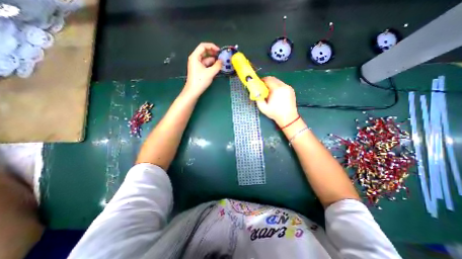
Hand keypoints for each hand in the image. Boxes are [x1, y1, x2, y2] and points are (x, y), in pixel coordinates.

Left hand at [183, 43, 222, 97]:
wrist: (193, 91)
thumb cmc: (200, 81)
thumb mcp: (210, 73)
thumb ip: (217, 66)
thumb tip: (222, 61)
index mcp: (195, 56)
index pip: (203, 46)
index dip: (212, 46)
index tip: (219, 50)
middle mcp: (195, 59)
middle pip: (204, 52)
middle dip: (213, 53)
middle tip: (221, 56)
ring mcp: (196, 65)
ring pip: (206, 59)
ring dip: (213, 60)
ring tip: (221, 62)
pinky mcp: (199, 70)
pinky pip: (205, 65)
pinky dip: (211, 65)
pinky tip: (216, 67)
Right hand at [256, 76, 299, 125]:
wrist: (288, 118)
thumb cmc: (275, 113)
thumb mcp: (263, 108)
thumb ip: (258, 99)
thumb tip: (255, 93)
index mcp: (276, 89)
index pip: (268, 79)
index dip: (262, 80)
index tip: (259, 83)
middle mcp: (283, 86)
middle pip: (273, 79)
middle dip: (267, 81)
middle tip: (263, 87)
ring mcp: (288, 87)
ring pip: (278, 81)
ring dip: (272, 84)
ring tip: (269, 91)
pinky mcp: (291, 90)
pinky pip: (282, 85)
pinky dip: (277, 86)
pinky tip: (275, 93)